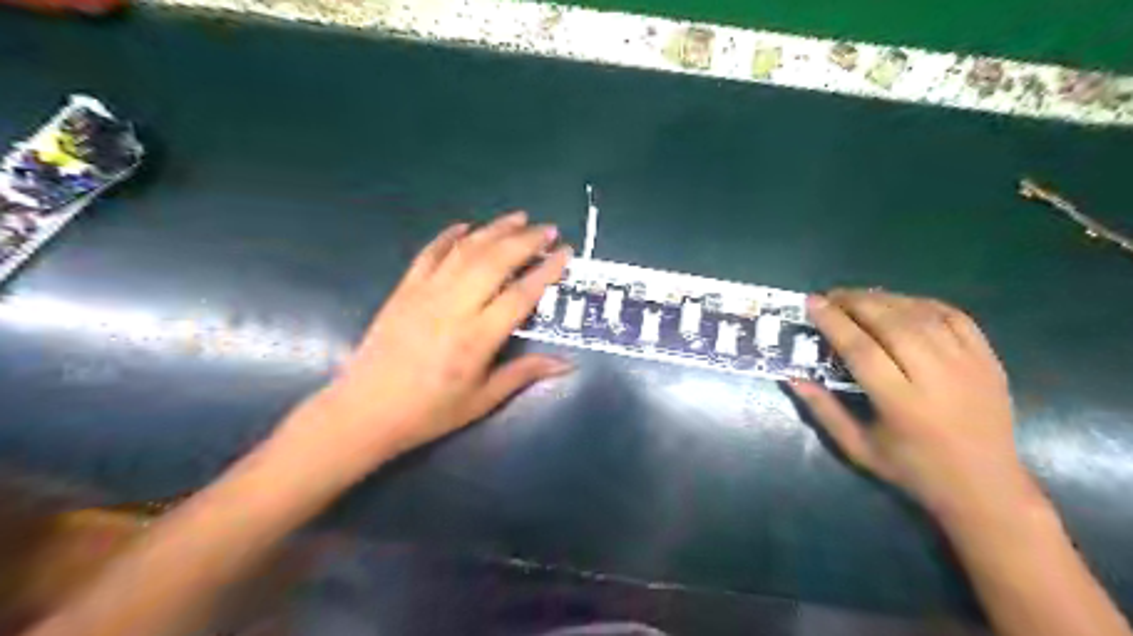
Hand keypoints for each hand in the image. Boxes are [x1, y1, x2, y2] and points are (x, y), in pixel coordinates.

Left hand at [275, 213, 575, 477]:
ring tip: (519, 217)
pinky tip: (466, 225)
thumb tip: (566, 364)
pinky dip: (449, 236)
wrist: (366, 410)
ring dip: (494, 229)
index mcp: (477, 337)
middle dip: (525, 240)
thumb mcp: (483, 400)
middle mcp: (454, 307)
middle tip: (548, 228)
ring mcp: (426, 293)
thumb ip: (524, 374)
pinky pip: (430, 254)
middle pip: (495, 261)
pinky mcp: (405, 290)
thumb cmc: (430, 411)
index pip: (520, 295)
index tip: (565, 253)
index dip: (546, 271)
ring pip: (466, 251)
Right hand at [789, 292, 1033, 519]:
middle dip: (856, 302)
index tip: (812, 302)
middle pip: (891, 323)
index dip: (833, 322)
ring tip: (858, 297)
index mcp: (901, 403)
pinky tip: (901, 303)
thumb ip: (824, 410)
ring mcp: (968, 365)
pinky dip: (923, 303)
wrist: (987, 487)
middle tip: (831, 295)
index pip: (861, 349)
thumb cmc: (913, 470)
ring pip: (921, 315)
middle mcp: (936, 378)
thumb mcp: (858, 448)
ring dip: (885, 299)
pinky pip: (954, 316)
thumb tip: (793, 377)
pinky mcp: (987, 359)